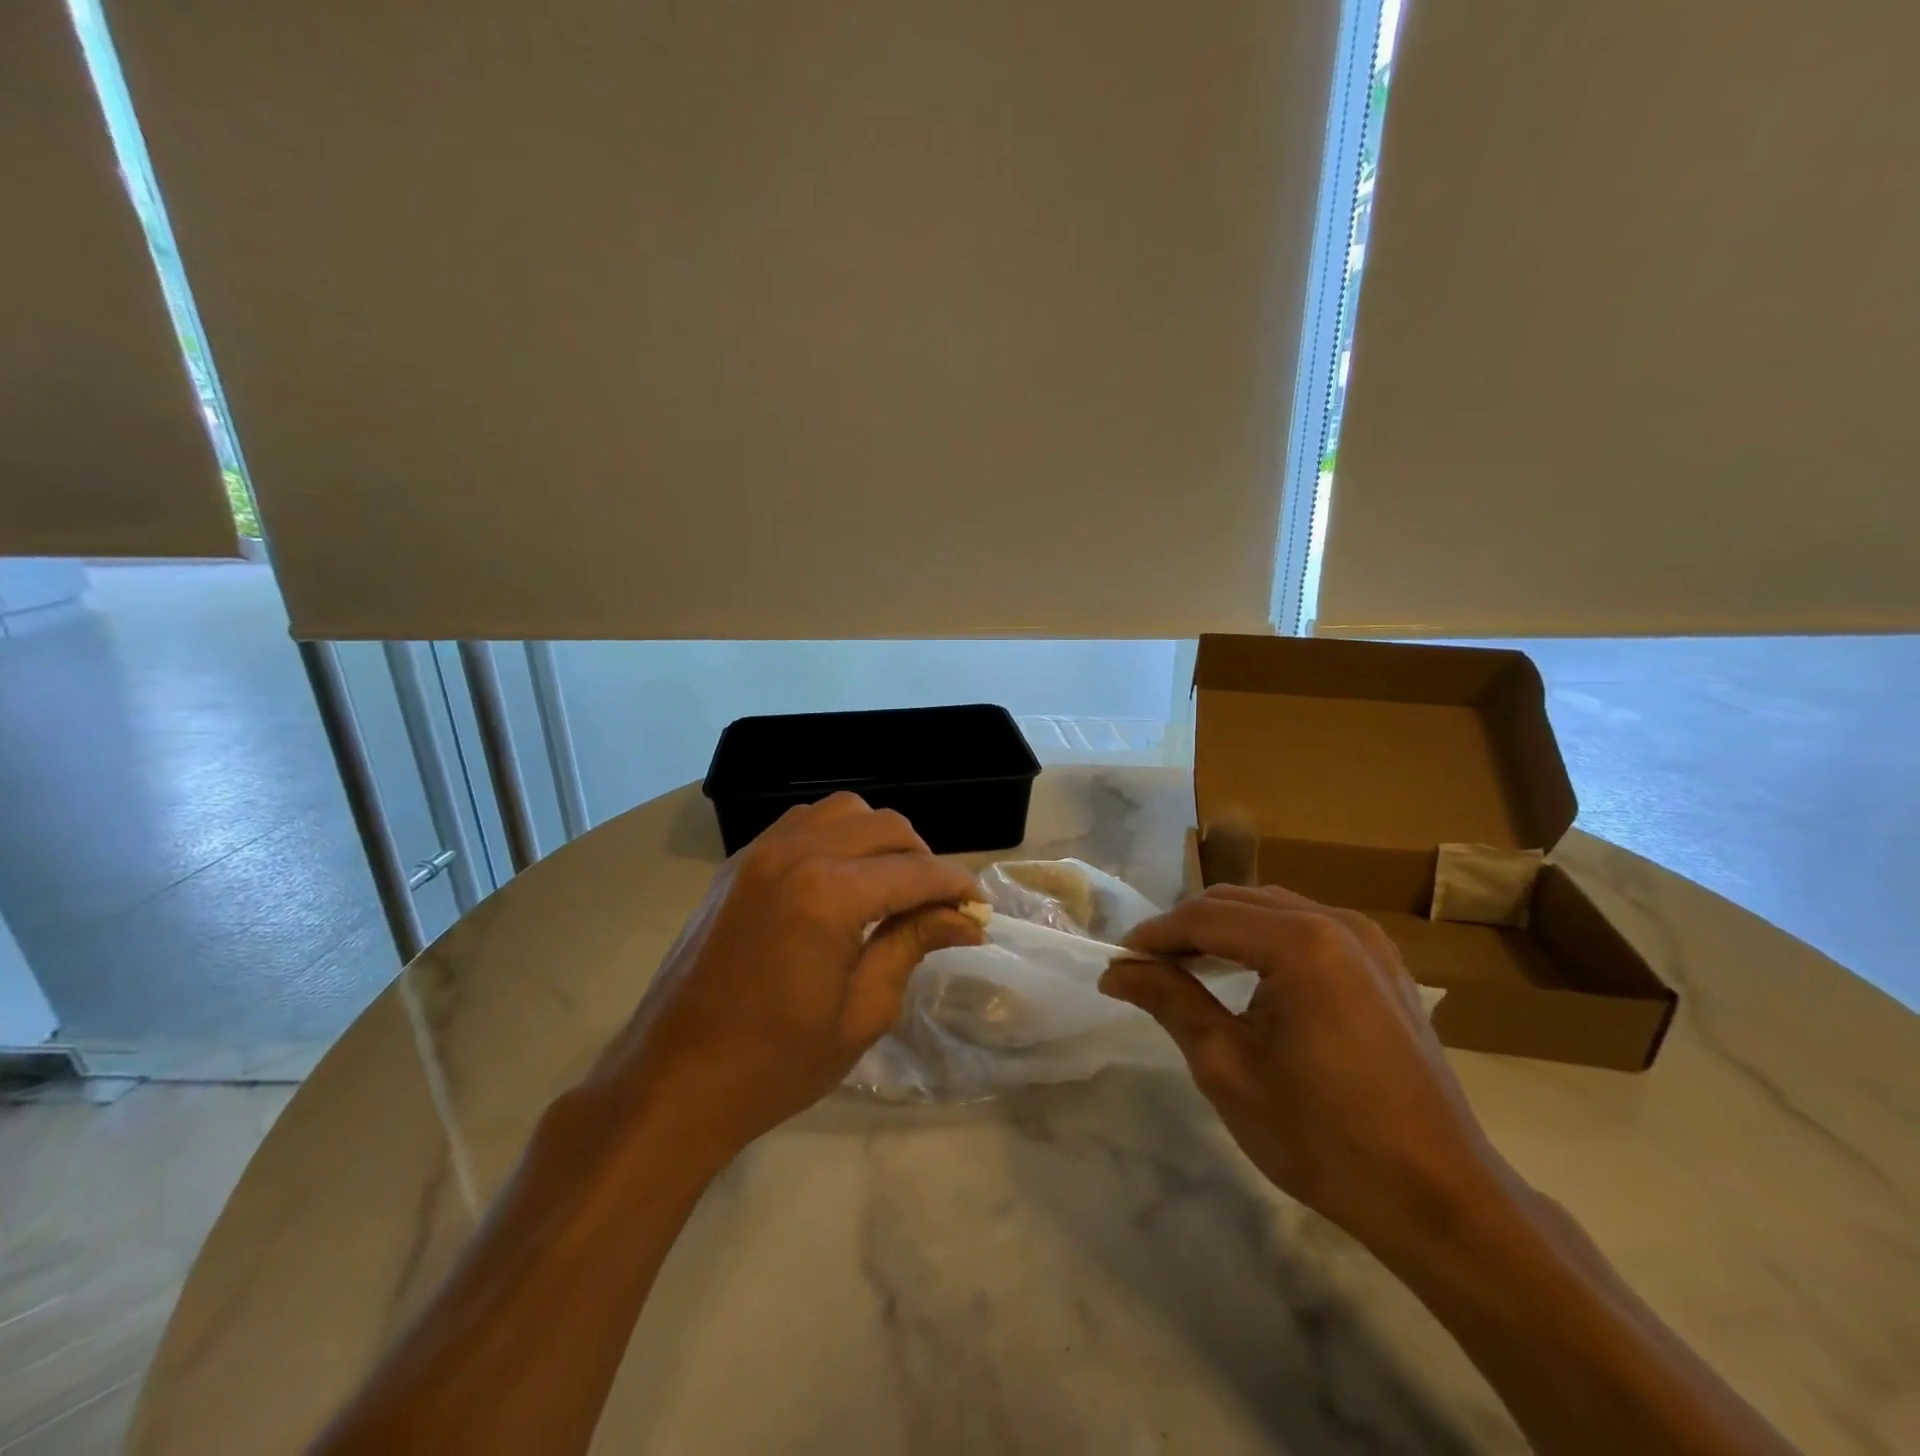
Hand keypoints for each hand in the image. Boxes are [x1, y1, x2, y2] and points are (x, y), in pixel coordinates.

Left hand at [592, 793, 982, 1160]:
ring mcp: (760, 852)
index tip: (979, 908)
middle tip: (935, 904)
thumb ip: (913, 945)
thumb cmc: (776, 1063)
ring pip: (842, 812)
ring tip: (887, 885)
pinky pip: (801, 823)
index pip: (916, 871)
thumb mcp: (862, 1011)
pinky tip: (839, 880)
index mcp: (829, 894)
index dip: (956, 886)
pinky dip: (834, 837)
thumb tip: (965, 918)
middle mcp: (796, 853)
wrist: (674, 1082)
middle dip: (922, 858)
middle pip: (885, 827)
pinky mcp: (737, 864)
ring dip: (877, 839)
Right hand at [1100, 884, 1507, 1254]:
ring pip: (1272, 909)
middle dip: (1186, 928)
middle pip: (1239, 902)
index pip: (1206, 917)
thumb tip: (1116, 971)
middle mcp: (1338, 923)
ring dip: (1223, 930)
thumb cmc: (1323, 1137)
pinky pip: (1306, 928)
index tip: (1118, 959)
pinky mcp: (1383, 964)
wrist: (1440, 1199)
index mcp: (1302, 943)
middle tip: (1145, 966)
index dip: (1155, 934)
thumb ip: (1170, 1002)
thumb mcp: (1229, 1069)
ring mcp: (1368, 940)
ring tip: (1185, 968)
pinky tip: (1245, 974)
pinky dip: (1263, 940)